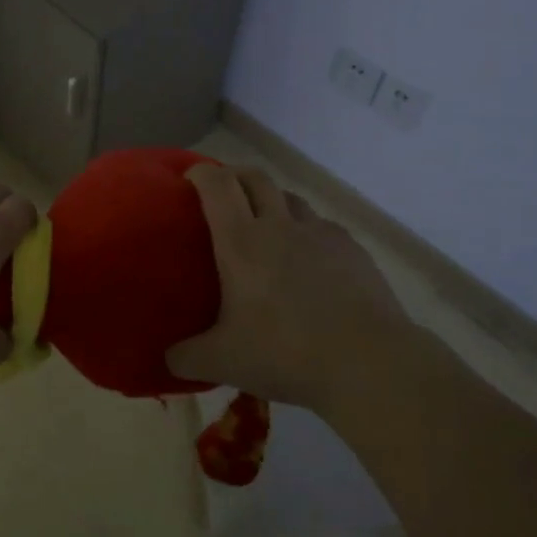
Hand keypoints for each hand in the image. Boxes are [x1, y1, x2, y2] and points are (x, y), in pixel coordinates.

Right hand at [167, 162, 415, 412]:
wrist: (369, 363)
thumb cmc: (285, 353)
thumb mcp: (222, 362)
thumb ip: (187, 357)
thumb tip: (168, 357)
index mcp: (242, 242)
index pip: (218, 185)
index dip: (201, 173)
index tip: (189, 179)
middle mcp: (280, 226)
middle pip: (256, 178)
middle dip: (236, 177)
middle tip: (224, 195)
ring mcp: (322, 235)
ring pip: (292, 199)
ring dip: (274, 202)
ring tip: (268, 228)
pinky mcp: (355, 251)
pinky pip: (323, 228)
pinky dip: (308, 233)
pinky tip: (310, 263)